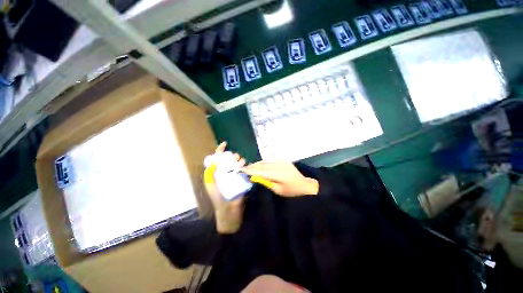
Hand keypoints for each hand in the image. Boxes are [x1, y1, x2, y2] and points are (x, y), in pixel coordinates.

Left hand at [204, 142, 245, 233]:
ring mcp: (235, 174)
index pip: (218, 158)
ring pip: (238, 162)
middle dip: (233, 155)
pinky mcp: (243, 178)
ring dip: (240, 160)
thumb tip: (213, 163)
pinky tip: (245, 167)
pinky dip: (245, 166)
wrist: (230, 210)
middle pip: (230, 158)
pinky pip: (245, 169)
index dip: (220, 150)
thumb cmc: (218, 199)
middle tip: (235, 159)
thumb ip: (210, 175)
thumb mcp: (211, 186)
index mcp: (218, 172)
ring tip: (240, 164)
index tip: (225, 143)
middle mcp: (227, 171)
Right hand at [242, 161, 318, 196]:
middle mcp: (278, 165)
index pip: (260, 171)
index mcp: (277, 174)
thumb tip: (255, 177)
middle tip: (245, 168)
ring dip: (257, 164)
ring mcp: (281, 161)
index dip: (250, 170)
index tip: (241, 170)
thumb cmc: (291, 191)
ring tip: (251, 167)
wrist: (304, 184)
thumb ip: (266, 182)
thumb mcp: (278, 190)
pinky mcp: (283, 160)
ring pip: (265, 161)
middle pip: (262, 164)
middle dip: (252, 166)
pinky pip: (270, 160)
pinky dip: (264, 162)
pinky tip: (261, 165)